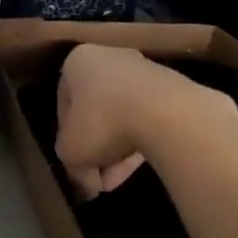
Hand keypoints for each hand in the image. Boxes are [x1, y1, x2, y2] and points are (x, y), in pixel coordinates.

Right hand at [56, 45, 237, 198]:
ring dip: (118, 149)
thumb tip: (85, 180)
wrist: (167, 114)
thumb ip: (69, 160)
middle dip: (96, 147)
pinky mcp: (172, 88)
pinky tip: (140, 168)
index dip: (67, 137)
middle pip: (97, 110)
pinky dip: (142, 140)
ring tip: (118, 180)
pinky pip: (149, 117)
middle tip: (97, 176)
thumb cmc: (104, 123)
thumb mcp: (70, 150)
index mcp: (78, 62)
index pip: (65, 103)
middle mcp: (110, 58)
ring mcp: (145, 70)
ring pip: (123, 116)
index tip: (75, 161)